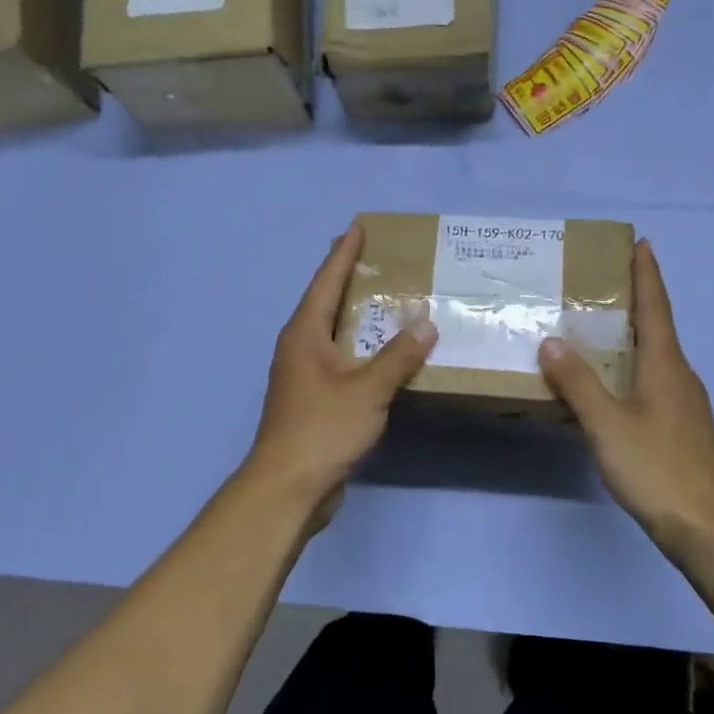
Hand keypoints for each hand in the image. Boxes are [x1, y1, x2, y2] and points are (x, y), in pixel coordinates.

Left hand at [244, 223, 436, 519]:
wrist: (288, 487)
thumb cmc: (323, 428)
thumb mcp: (367, 389)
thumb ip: (398, 356)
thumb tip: (426, 324)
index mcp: (305, 334)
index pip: (326, 281)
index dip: (343, 254)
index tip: (357, 227)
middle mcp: (299, 347)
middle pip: (325, 302)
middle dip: (347, 278)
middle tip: (375, 257)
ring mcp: (303, 374)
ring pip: (332, 332)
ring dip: (355, 314)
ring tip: (383, 298)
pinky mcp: (312, 399)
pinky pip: (340, 359)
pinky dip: (360, 347)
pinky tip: (381, 353)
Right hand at [537, 240, 713, 557]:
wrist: (707, 526)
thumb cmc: (657, 467)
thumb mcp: (606, 423)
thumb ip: (578, 382)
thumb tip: (552, 341)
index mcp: (666, 365)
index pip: (656, 306)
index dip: (647, 274)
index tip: (641, 243)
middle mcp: (680, 375)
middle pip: (658, 327)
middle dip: (635, 300)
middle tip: (603, 282)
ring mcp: (684, 403)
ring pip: (655, 357)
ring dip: (632, 335)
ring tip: (598, 328)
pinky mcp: (681, 427)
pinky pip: (653, 382)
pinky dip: (631, 368)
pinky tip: (610, 384)